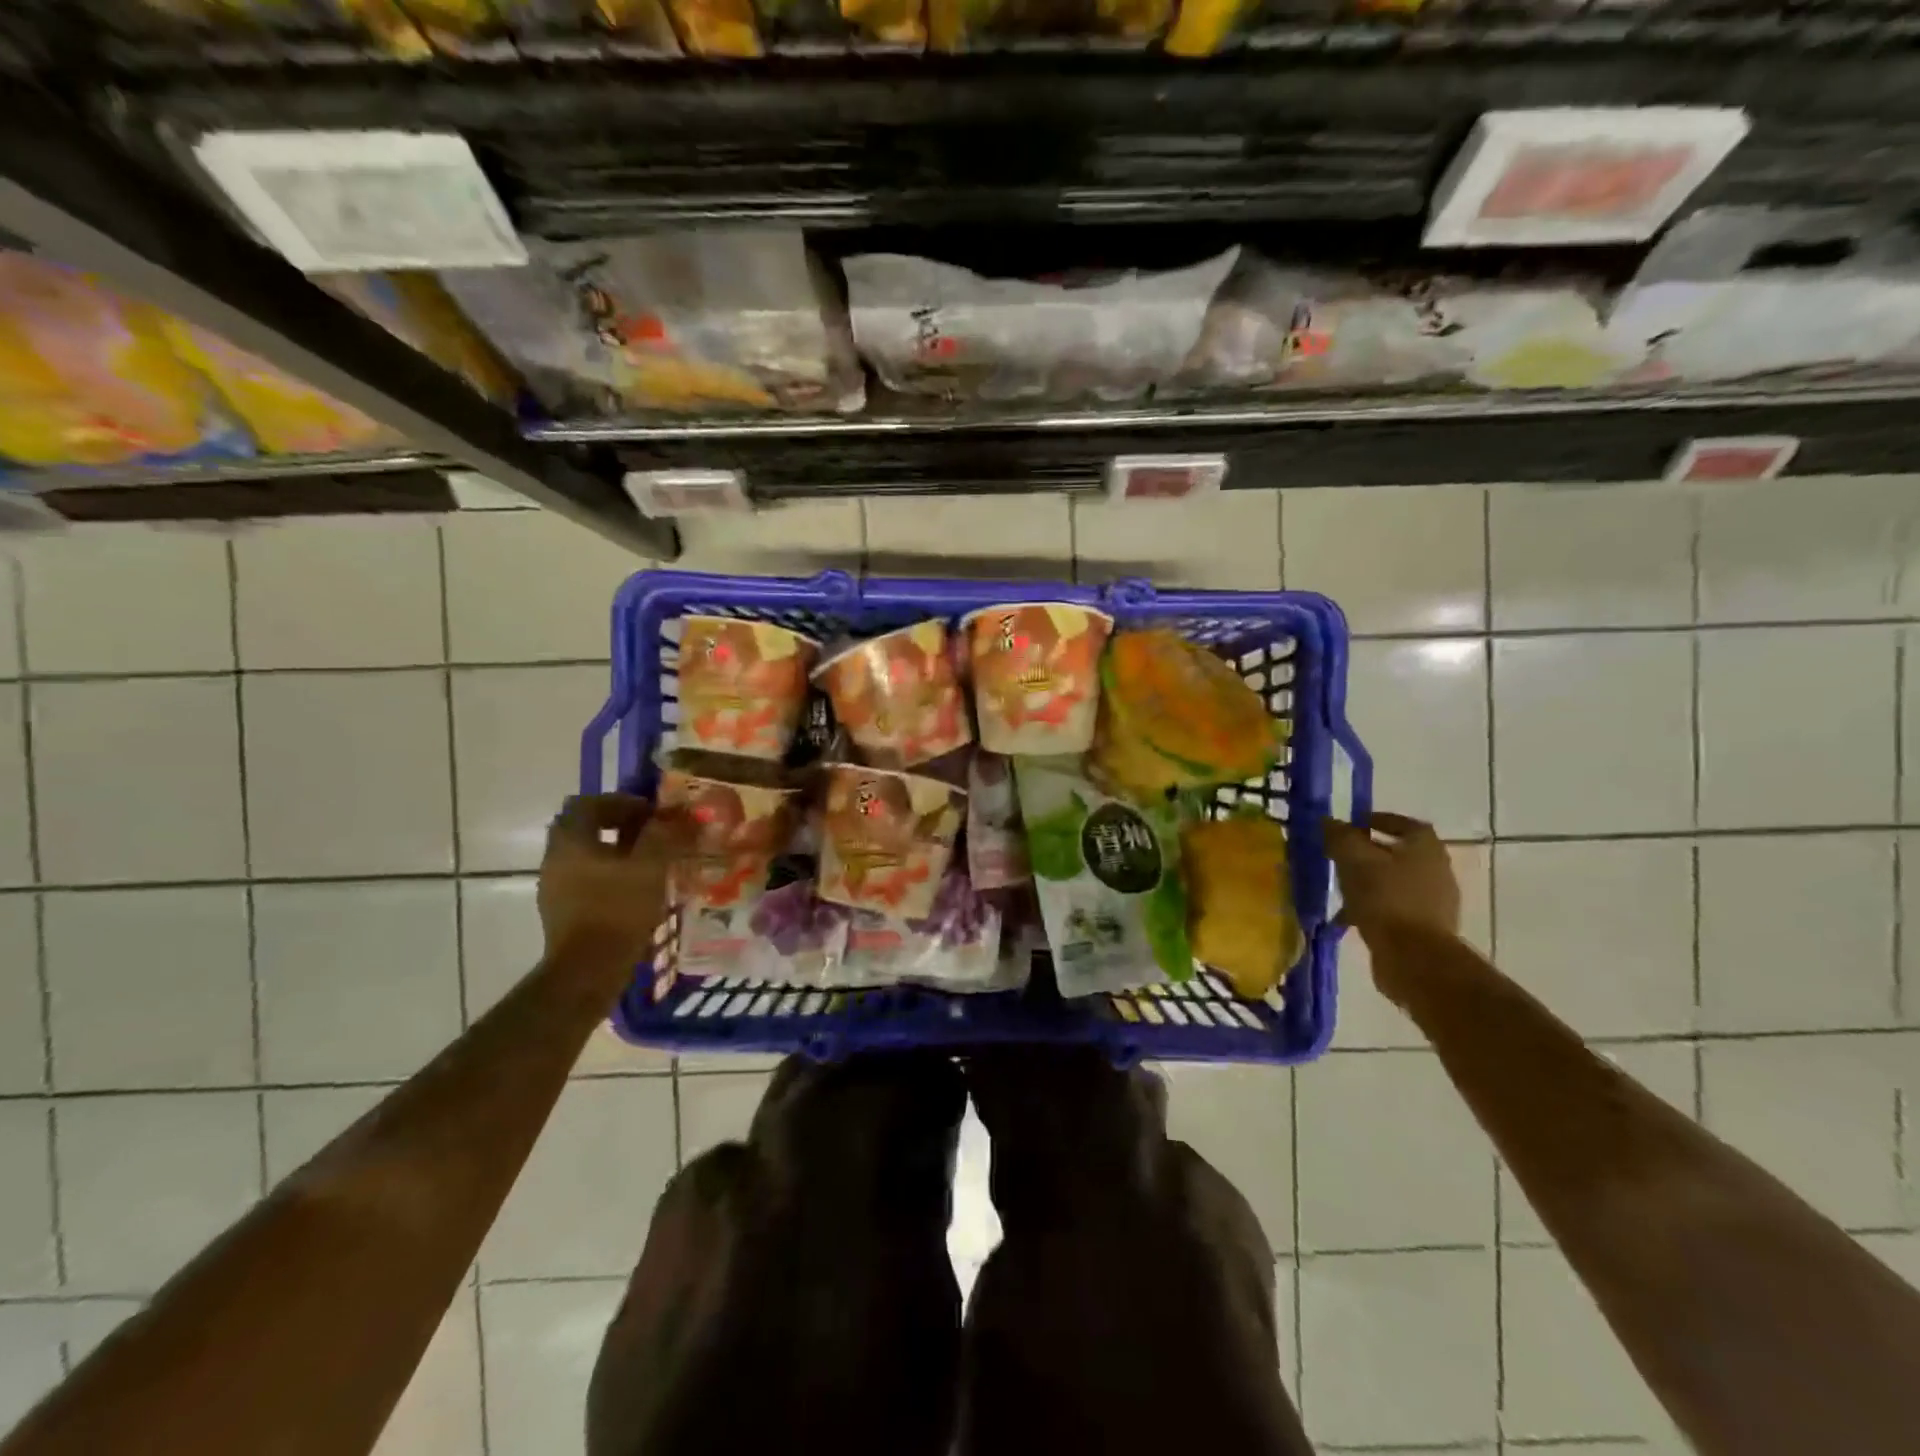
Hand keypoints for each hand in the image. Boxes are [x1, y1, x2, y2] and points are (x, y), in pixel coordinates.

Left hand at [538, 794, 687, 960]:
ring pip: (587, 855)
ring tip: (652, 862)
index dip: (622, 802)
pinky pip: (587, 879)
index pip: (589, 803)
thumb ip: (665, 835)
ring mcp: (555, 887)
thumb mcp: (651, 866)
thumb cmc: (618, 909)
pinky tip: (637, 889)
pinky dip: (611, 875)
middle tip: (653, 834)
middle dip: (620, 826)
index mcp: (571, 840)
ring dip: (617, 851)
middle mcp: (555, 858)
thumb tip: (682, 814)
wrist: (588, 971)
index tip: (652, 814)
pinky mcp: (562, 911)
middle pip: (586, 828)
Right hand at [1323, 811, 1460, 944]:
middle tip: (1341, 856)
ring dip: (1370, 882)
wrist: (1415, 958)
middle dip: (1369, 853)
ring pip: (1395, 882)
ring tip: (1341, 888)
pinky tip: (1350, 917)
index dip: (1377, 820)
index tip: (1352, 826)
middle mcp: (1437, 870)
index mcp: (1425, 847)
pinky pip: (1395, 908)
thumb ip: (1340, 836)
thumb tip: (1329, 821)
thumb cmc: (1385, 899)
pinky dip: (1374, 908)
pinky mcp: (1427, 928)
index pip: (1404, 823)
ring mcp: (1435, 902)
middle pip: (1399, 853)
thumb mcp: (1354, 860)